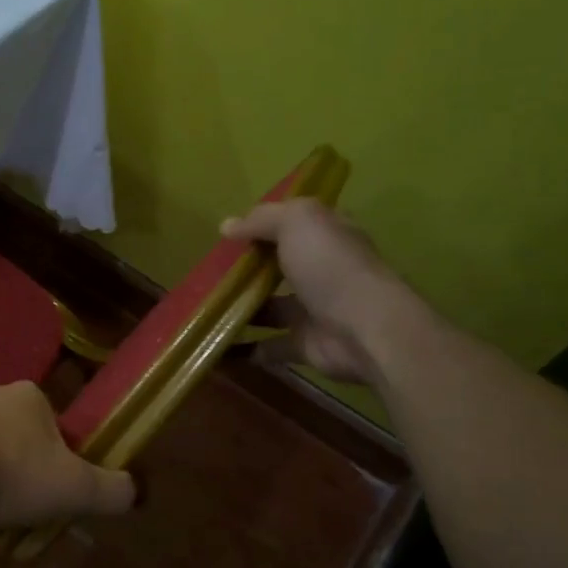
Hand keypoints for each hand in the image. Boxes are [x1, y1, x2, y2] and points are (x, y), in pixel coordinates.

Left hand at [0, 382, 135, 529]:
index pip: (54, 423)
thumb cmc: (13, 473)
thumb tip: (133, 491)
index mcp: (29, 395)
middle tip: (24, 501)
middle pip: (18, 432)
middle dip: (23, 463)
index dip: (60, 456)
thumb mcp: (76, 488)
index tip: (55, 487)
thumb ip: (112, 490)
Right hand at [221, 198, 412, 385]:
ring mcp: (314, 310)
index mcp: (328, 236)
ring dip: (242, 308)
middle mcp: (323, 270)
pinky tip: (216, 345)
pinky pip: (269, 346)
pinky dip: (245, 349)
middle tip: (210, 271)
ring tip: (205, 307)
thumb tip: (227, 226)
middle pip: (281, 266)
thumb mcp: (297, 222)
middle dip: (249, 268)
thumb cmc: (331, 267)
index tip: (230, 233)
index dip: (266, 224)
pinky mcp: (305, 345)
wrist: (363, 329)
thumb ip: (262, 219)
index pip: (296, 224)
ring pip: (271, 307)